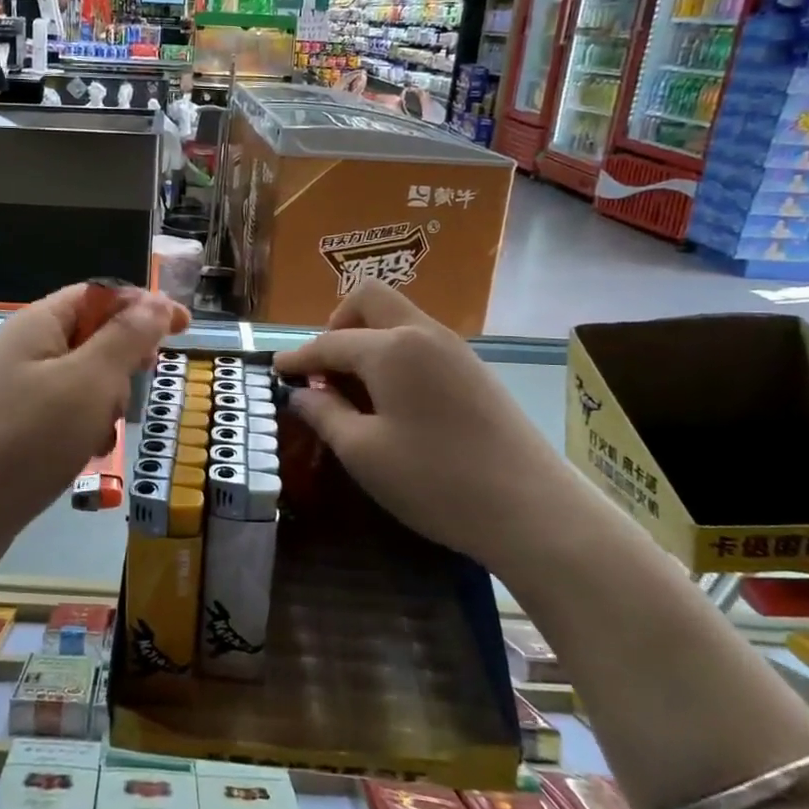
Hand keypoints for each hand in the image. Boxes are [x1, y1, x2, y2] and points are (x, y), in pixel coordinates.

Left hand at [0, 284, 188, 545]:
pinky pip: (61, 413)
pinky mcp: (12, 428)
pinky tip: (83, 454)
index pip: (99, 295)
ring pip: (81, 380)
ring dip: (104, 401)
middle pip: (91, 335)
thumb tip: (158, 303)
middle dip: (122, 361)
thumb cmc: (29, 439)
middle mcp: (23, 349)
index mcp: (38, 323)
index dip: (143, 305)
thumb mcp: (90, 382)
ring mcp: (14, 390)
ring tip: (101, 432)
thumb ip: (127, 338)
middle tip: (142, 382)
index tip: (185, 327)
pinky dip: (82, 427)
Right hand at [273, 280, 571, 569]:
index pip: (330, 342)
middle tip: (325, 368)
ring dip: (367, 339)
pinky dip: (395, 354)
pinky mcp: (476, 371)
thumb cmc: (435, 480)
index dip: (298, 357)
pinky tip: (393, 399)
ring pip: (399, 319)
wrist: (533, 510)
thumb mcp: (364, 453)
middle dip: (337, 324)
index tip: (276, 370)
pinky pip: (421, 342)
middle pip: (370, 299)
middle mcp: (423, 334)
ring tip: (354, 389)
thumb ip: (325, 414)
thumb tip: (303, 393)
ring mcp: (455, 350)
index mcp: (391, 349)